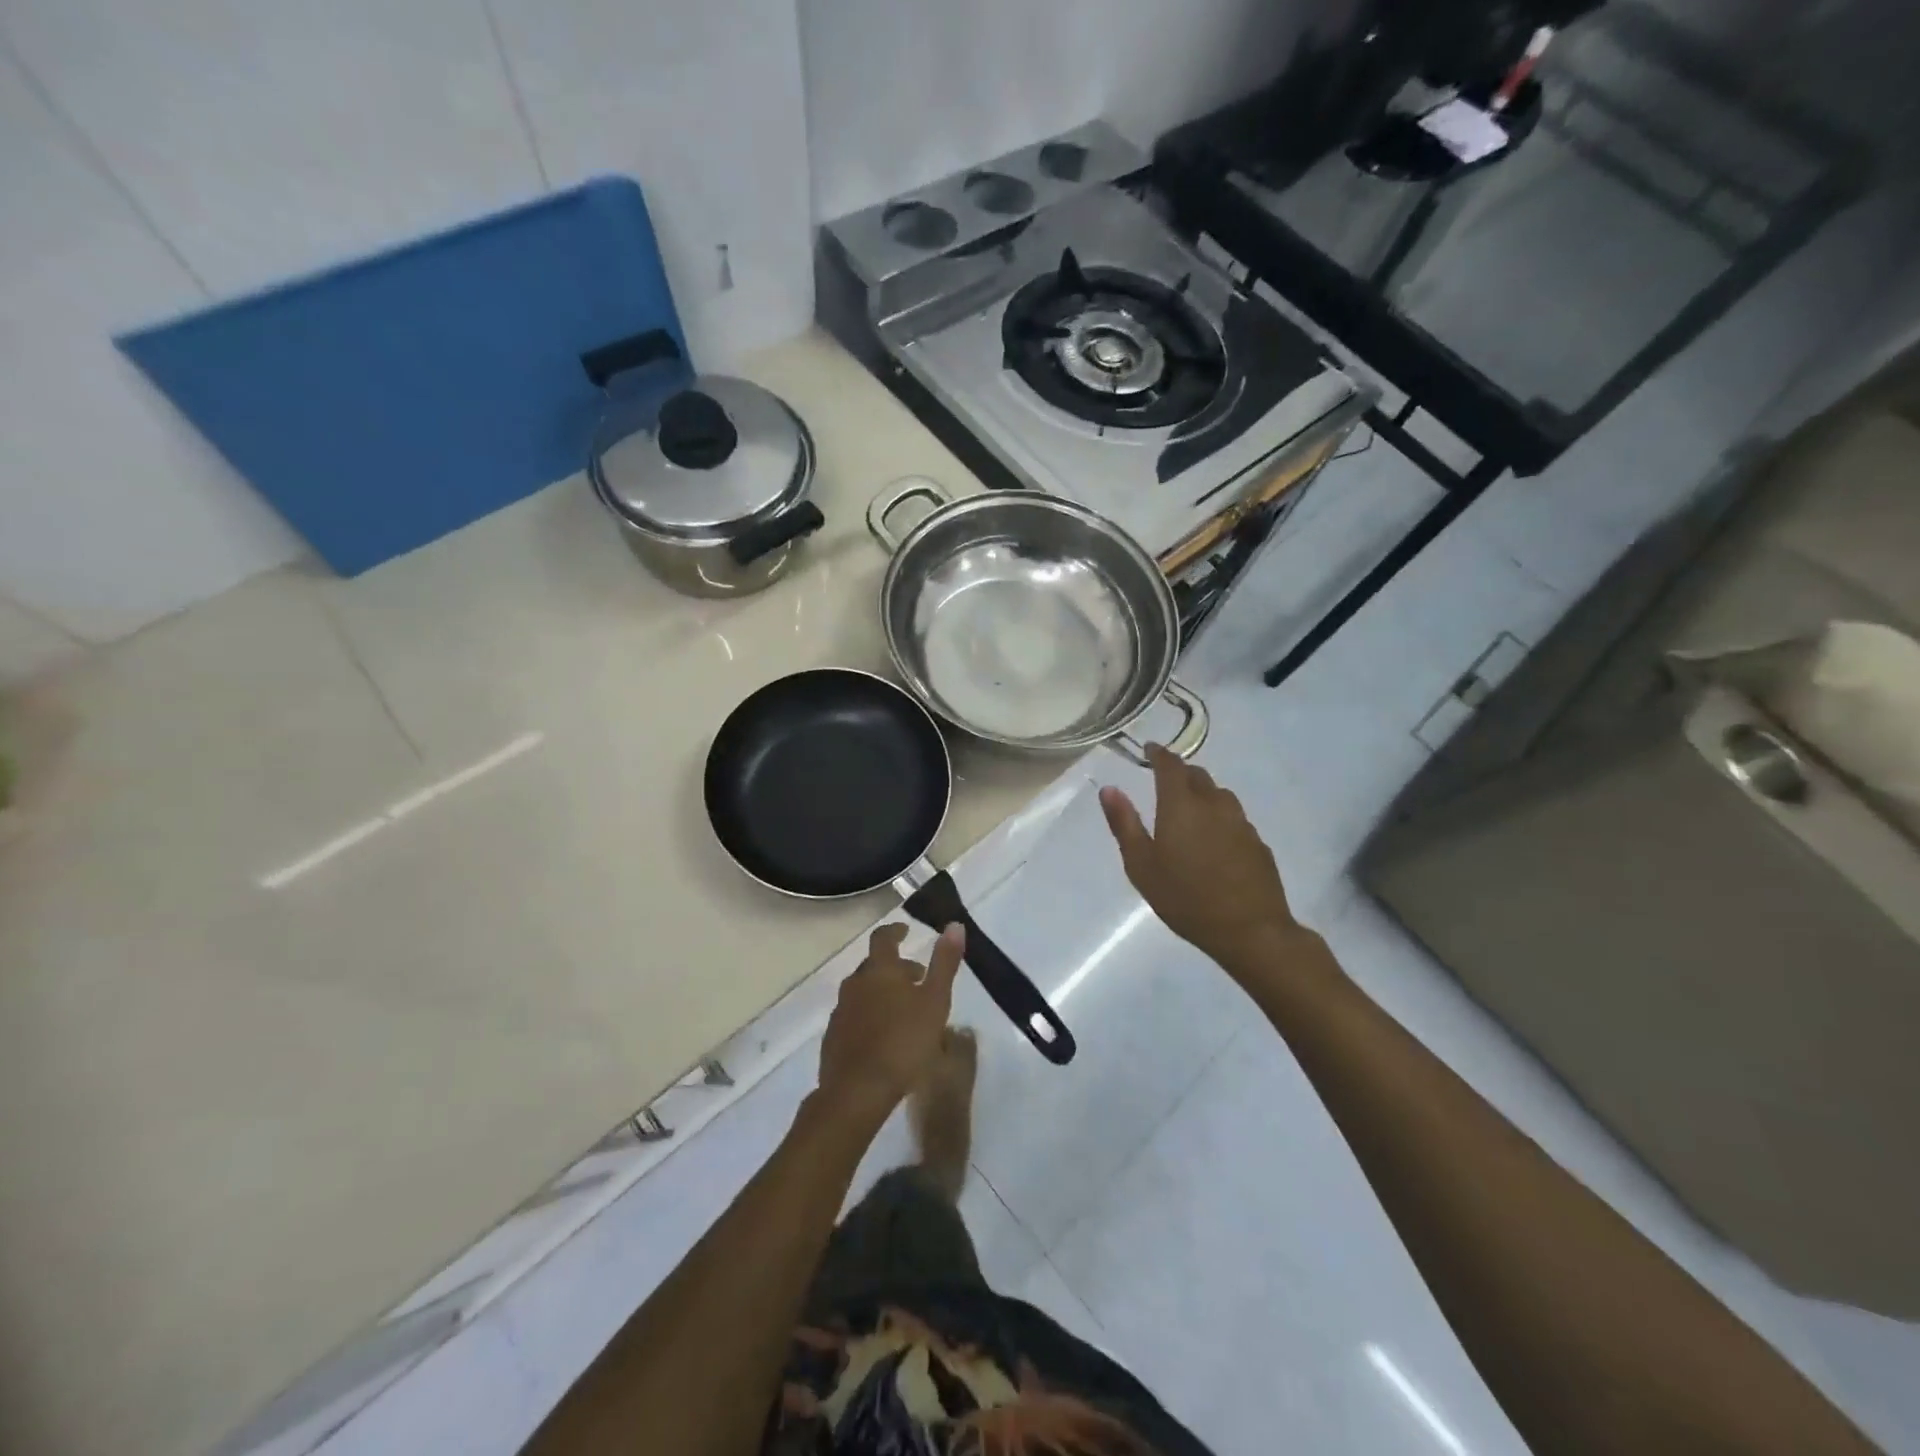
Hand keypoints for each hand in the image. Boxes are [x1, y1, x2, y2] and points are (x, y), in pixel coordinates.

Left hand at [816, 922, 963, 1127]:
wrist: (857, 1091)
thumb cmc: (903, 1042)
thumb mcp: (935, 1001)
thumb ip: (945, 963)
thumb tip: (954, 924)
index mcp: (879, 970)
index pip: (883, 938)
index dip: (895, 931)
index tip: (905, 930)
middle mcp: (855, 983)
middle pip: (874, 966)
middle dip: (895, 967)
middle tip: (918, 978)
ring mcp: (841, 1011)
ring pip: (863, 991)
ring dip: (882, 992)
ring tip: (904, 1009)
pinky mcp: (833, 1037)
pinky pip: (854, 1015)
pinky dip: (869, 1015)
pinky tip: (883, 1035)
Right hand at [1099, 745, 1299, 973]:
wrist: (1250, 930)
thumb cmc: (1185, 898)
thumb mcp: (1141, 865)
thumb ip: (1124, 824)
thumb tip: (1109, 789)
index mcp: (1181, 805)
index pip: (1170, 765)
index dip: (1158, 754)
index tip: (1149, 750)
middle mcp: (1214, 804)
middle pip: (1197, 775)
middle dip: (1179, 773)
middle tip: (1164, 782)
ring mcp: (1241, 822)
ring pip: (1219, 795)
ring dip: (1202, 794)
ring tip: (1189, 811)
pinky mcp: (1257, 843)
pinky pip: (1234, 818)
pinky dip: (1219, 818)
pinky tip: (1214, 841)